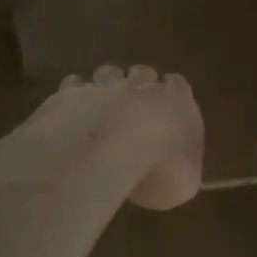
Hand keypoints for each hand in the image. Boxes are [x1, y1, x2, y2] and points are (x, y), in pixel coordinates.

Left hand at [51, 65, 203, 209]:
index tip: (168, 109)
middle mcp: (142, 85)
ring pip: (108, 73)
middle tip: (135, 108)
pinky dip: (74, 96)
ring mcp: (104, 86)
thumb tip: (180, 178)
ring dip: (107, 86)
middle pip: (143, 73)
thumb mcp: (185, 183)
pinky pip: (74, 86)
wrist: (107, 151)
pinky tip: (72, 112)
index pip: (178, 85)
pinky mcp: (71, 94)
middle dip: (140, 86)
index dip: (172, 95)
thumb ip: (184, 172)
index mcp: (177, 100)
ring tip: (102, 107)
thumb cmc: (160, 167)